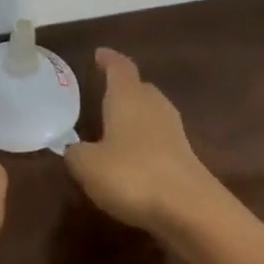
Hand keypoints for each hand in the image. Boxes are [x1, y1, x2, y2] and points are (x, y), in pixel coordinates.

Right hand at [64, 48, 230, 238]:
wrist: (189, 209)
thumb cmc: (132, 175)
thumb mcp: (88, 165)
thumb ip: (76, 153)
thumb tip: (75, 149)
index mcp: (128, 96)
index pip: (119, 67)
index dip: (108, 59)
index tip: (99, 54)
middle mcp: (153, 105)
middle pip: (139, 87)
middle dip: (123, 87)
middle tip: (104, 91)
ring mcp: (173, 130)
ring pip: (151, 112)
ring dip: (134, 116)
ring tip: (114, 125)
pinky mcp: (184, 156)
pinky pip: (158, 138)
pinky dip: (144, 141)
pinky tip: (131, 157)